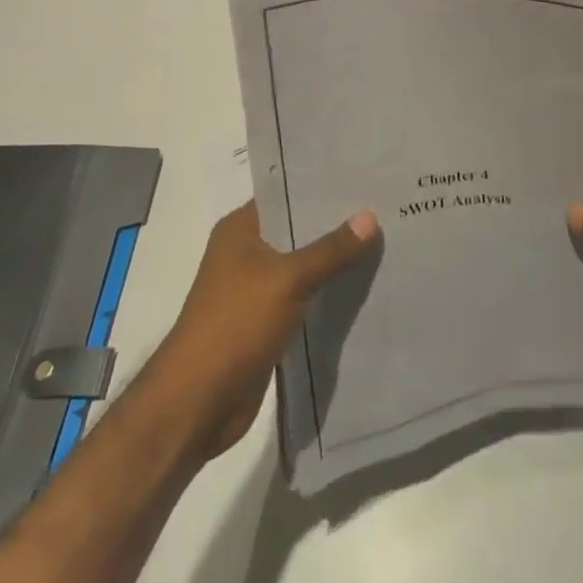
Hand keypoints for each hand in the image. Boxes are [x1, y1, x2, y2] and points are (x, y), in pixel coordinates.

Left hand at [148, 201, 379, 458]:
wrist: (197, 404)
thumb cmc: (234, 325)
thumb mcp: (287, 279)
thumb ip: (330, 250)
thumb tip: (371, 217)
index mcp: (240, 230)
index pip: (287, 193)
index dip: (323, 186)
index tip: (365, 178)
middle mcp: (247, 253)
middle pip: (299, 230)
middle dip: (337, 224)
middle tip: (385, 208)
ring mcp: (256, 289)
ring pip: (305, 265)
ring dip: (335, 261)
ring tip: (385, 241)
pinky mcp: (267, 322)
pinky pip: (305, 297)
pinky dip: (329, 293)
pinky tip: (365, 285)